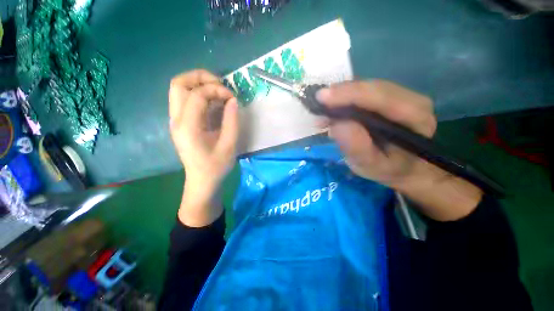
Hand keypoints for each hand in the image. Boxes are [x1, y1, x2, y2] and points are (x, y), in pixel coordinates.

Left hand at [169, 69, 238, 225]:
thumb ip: (232, 121)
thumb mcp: (229, 145)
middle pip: (178, 83)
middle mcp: (176, 120)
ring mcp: (176, 121)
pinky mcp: (181, 123)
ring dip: (199, 84)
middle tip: (220, 86)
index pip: (197, 94)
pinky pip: (185, 99)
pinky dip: (200, 94)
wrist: (202, 181)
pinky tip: (214, 102)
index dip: (217, 90)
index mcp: (188, 127)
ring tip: (219, 92)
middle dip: (201, 78)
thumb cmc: (216, 167)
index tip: (232, 98)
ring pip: (179, 89)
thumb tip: (233, 100)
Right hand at [317, 80, 482, 220]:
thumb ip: (357, 147)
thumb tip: (337, 123)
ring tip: (322, 113)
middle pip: (371, 88)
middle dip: (341, 95)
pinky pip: (361, 92)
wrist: (401, 166)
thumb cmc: (388, 169)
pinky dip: (342, 100)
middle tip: (317, 106)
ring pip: (364, 87)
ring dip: (339, 97)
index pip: (381, 96)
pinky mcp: (386, 97)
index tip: (322, 98)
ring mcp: (398, 95)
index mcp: (415, 116)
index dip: (350, 94)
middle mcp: (410, 99)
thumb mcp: (371, 166)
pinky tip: (330, 111)